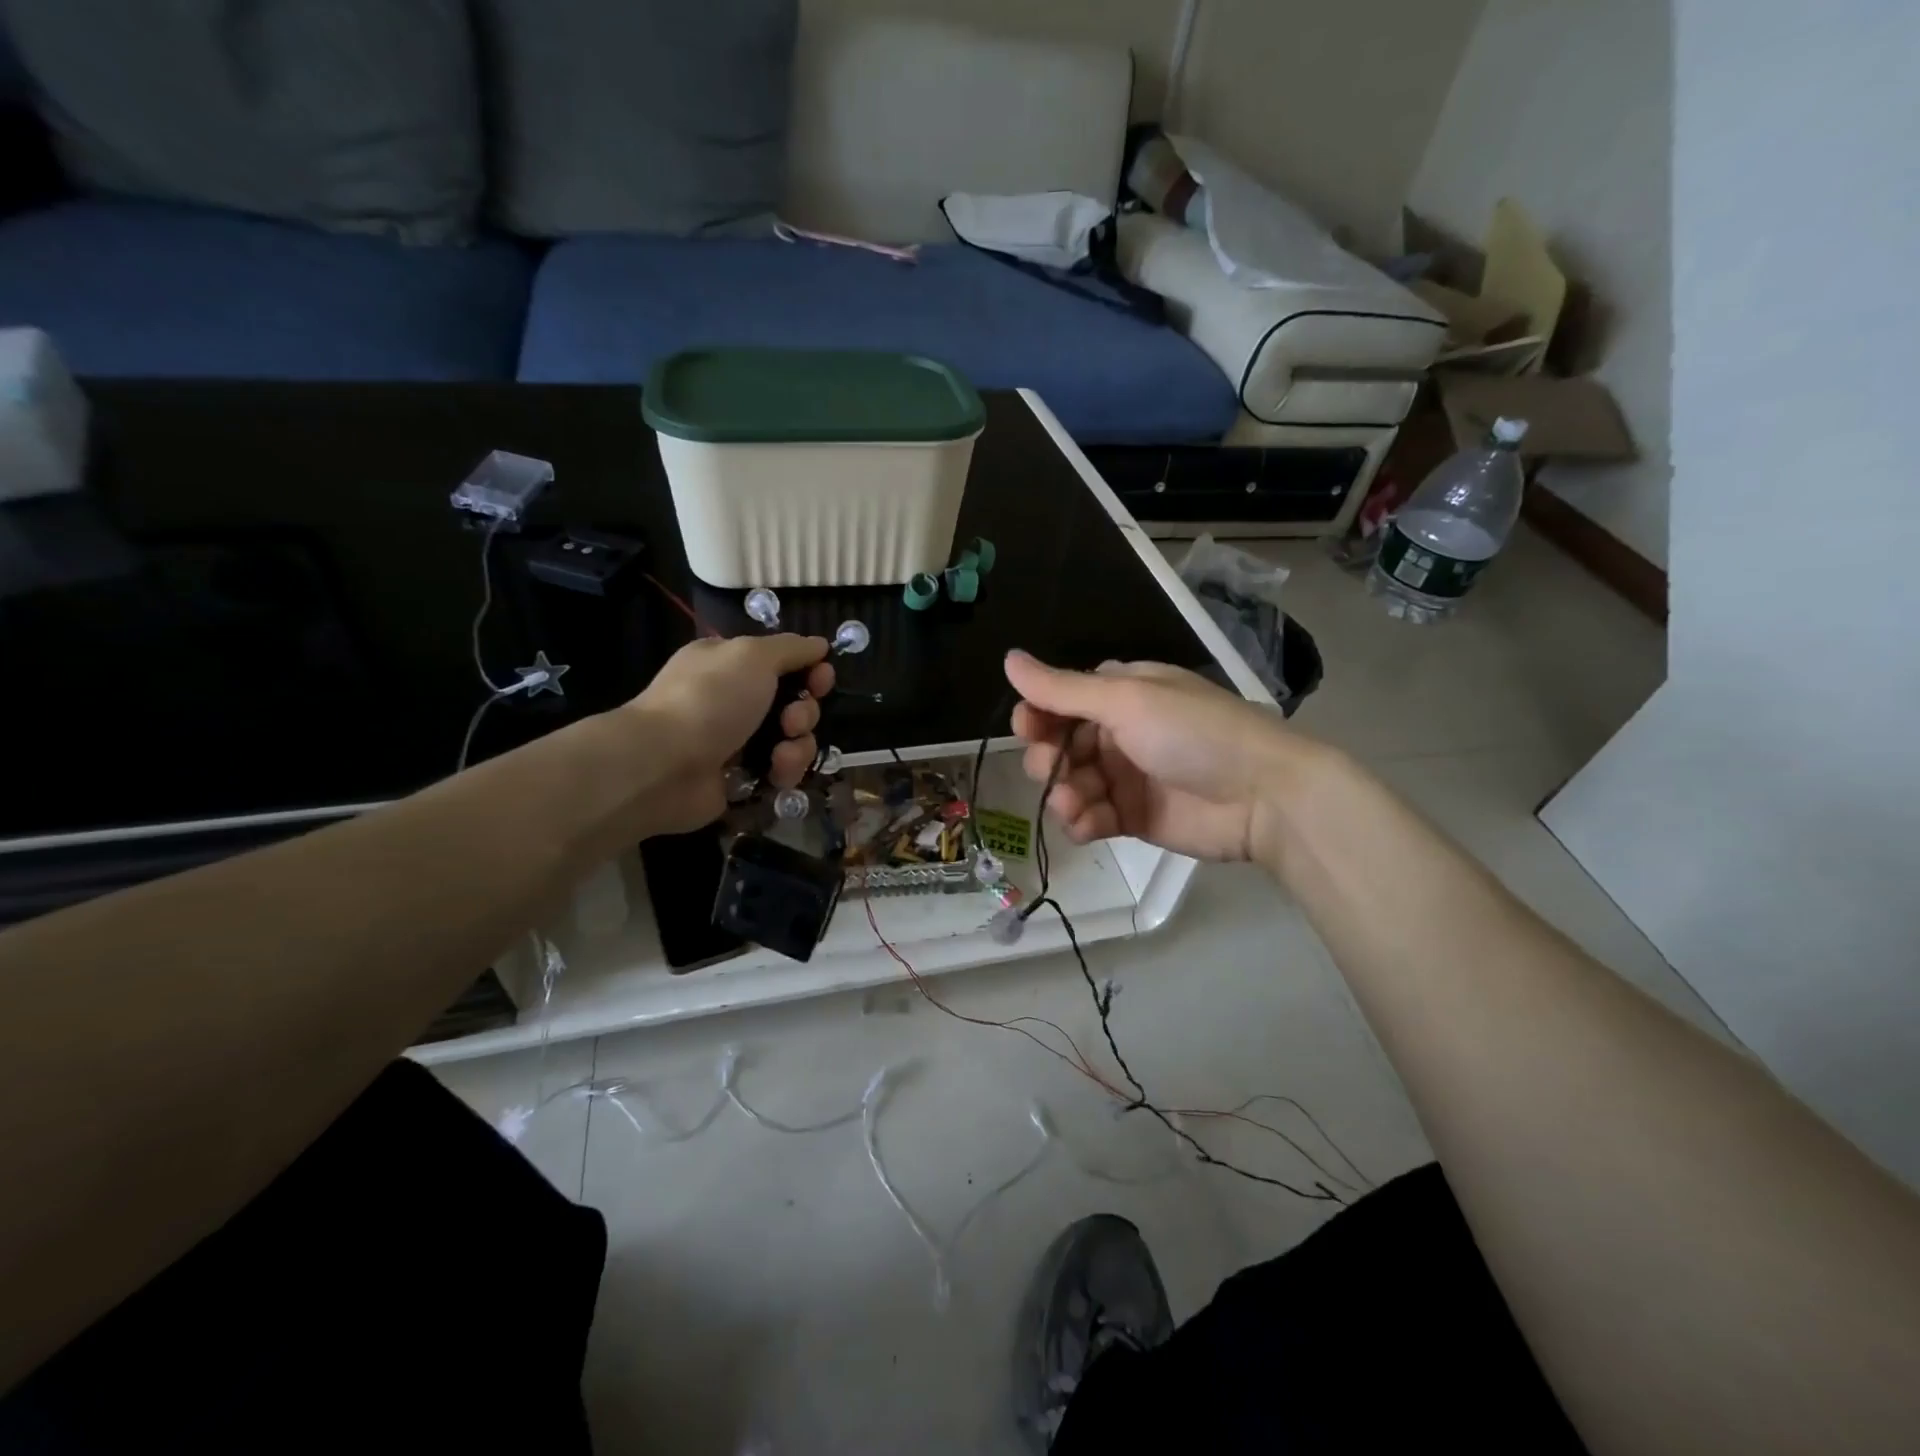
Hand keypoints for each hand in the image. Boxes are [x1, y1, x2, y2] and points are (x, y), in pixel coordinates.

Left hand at [626, 634, 834, 835]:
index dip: (810, 670)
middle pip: (794, 703)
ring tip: (781, 755)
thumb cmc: (709, 699)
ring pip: (792, 740)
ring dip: (798, 746)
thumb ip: (791, 648)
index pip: (783, 663)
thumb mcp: (752, 656)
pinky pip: (780, 771)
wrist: (664, 765)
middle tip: (791, 720)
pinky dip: (784, 772)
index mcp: (730, 665)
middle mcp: (733, 700)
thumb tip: (819, 644)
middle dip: (804, 712)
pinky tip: (774, 774)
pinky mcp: (741, 778)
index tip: (822, 679)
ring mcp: (737, 742)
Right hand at [1004, 649, 1299, 863]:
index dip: (1037, 714)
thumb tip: (1008, 657)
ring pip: (1070, 784)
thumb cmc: (1192, 733)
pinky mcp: (1132, 816)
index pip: (1061, 700)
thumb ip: (1062, 689)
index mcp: (1120, 693)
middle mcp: (1118, 732)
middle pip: (1059, 744)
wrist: (1261, 796)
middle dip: (1047, 758)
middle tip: (1053, 769)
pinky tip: (1085, 825)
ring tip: (1074, 806)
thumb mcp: (1126, 701)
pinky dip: (1081, 822)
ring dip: (1062, 795)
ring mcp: (1125, 776)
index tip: (1028, 728)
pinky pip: (1090, 818)